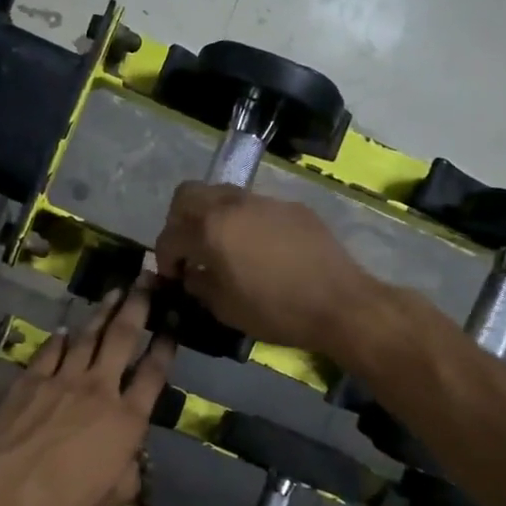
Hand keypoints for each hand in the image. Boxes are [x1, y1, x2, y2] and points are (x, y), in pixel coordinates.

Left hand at [0, 279, 175, 505]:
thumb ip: (128, 472)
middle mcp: (99, 389)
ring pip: (87, 335)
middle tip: (147, 279)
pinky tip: (64, 328)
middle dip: (138, 305)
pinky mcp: (29, 379)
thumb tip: (131, 457)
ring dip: (103, 311)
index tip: (173, 323)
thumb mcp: (111, 500)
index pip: (154, 374)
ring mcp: (61, 379)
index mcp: (126, 420)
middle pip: (123, 337)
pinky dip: (60, 337)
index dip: (166, 346)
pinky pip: (49, 349)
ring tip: (114, 291)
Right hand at [154, 183, 379, 353]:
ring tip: (221, 246)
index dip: (164, 258)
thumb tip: (191, 273)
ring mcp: (264, 201)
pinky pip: (254, 206)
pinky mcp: (291, 207)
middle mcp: (233, 205)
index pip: (170, 235)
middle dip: (178, 221)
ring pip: (222, 194)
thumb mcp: (225, 308)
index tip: (173, 276)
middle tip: (188, 248)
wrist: (340, 303)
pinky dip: (243, 221)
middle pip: (188, 195)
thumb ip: (199, 284)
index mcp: (211, 229)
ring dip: (211, 216)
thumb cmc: (276, 310)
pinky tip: (257, 249)